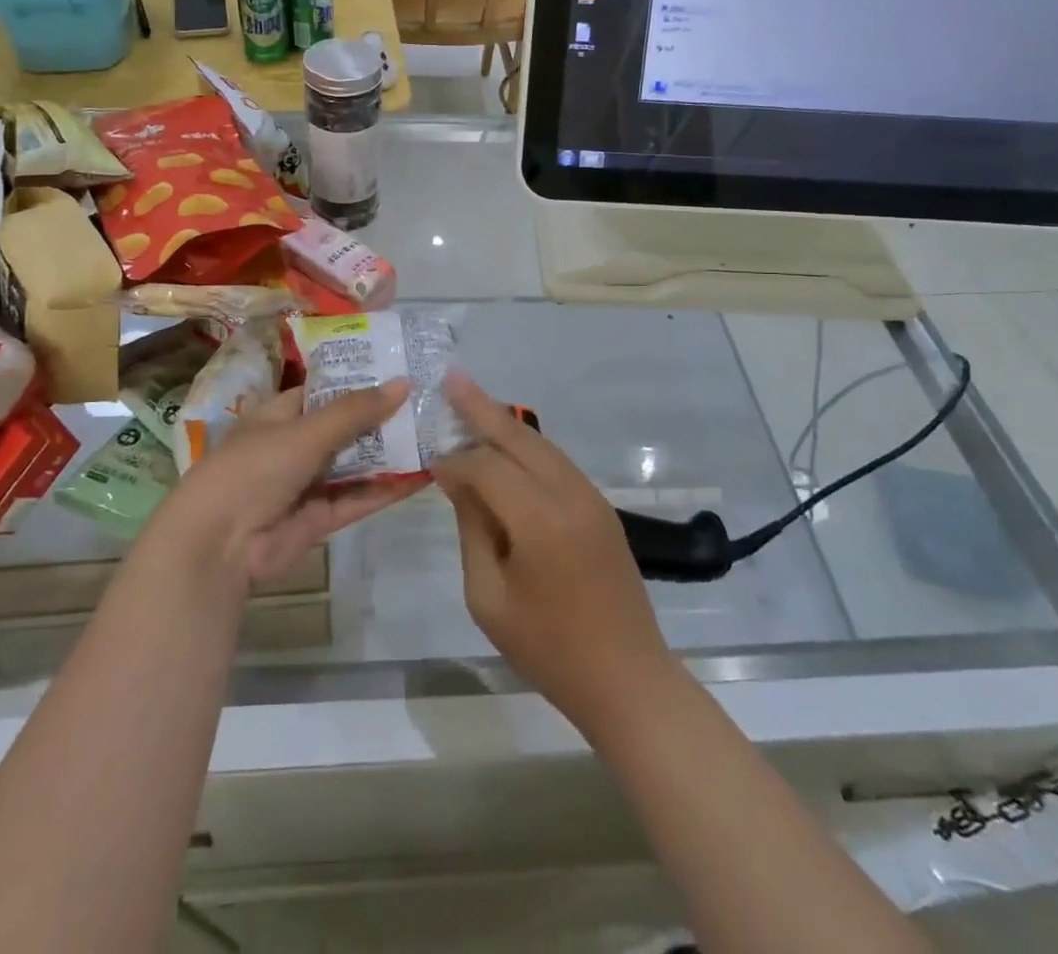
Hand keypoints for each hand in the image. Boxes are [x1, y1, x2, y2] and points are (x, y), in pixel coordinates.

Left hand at [149, 380, 426, 587]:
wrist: (219, 545)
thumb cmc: (254, 468)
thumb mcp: (305, 431)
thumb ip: (355, 411)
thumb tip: (403, 383)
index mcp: (281, 414)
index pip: (326, 390)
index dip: (361, 380)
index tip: (401, 369)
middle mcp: (295, 445)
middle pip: (346, 427)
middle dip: (383, 417)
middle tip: (429, 402)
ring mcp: (308, 483)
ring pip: (356, 463)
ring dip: (390, 453)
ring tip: (435, 435)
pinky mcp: (320, 518)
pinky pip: (358, 498)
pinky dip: (387, 488)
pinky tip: (423, 476)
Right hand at [432, 374, 678, 736]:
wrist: (627, 678)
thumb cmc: (548, 648)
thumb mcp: (489, 596)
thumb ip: (472, 529)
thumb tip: (458, 480)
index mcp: (539, 518)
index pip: (486, 467)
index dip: (454, 462)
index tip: (430, 465)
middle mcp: (569, 493)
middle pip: (518, 437)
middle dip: (481, 408)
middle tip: (451, 379)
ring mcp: (590, 497)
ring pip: (541, 444)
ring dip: (506, 424)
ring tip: (473, 402)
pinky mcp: (601, 507)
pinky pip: (557, 463)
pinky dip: (528, 448)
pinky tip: (507, 445)